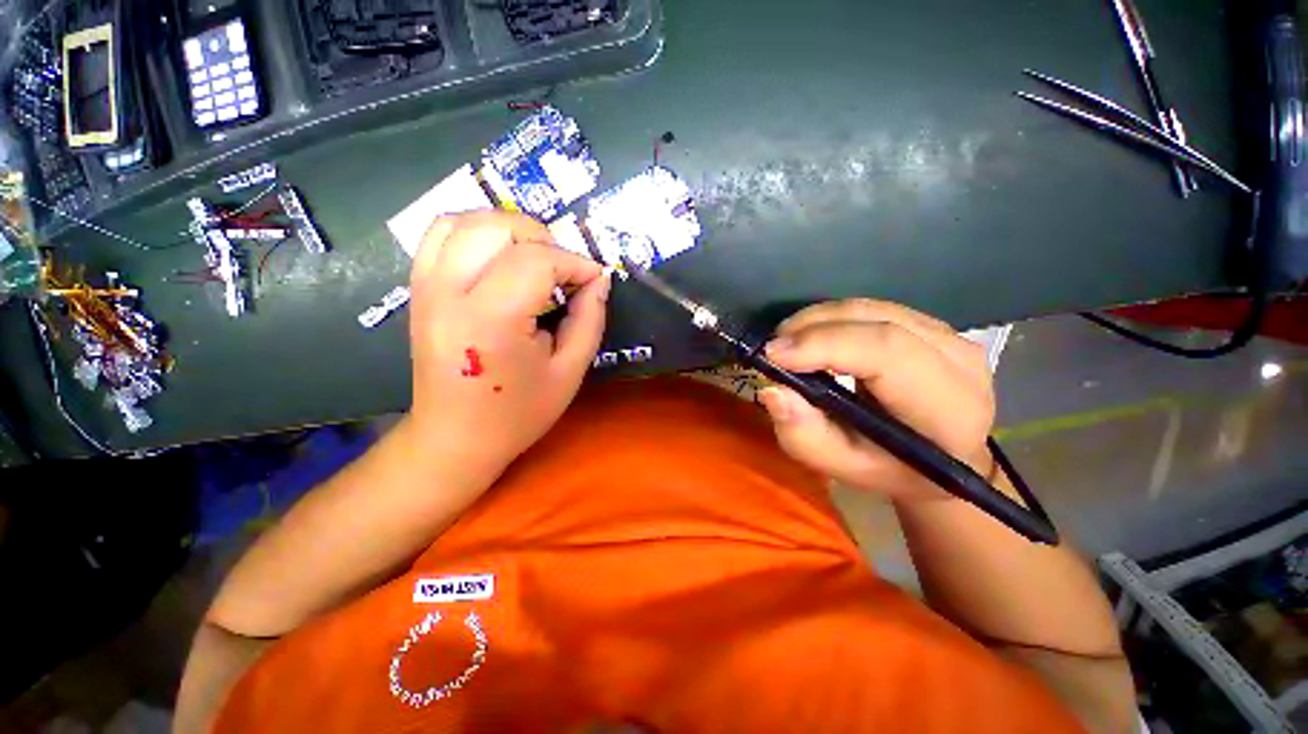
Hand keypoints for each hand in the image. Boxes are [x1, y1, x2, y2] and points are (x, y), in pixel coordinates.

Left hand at [406, 211, 610, 476]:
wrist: (455, 437)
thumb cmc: (519, 412)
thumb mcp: (570, 371)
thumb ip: (589, 318)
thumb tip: (599, 279)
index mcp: (492, 320)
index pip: (538, 261)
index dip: (575, 263)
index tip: (594, 279)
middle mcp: (450, 293)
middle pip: (498, 228)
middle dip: (543, 239)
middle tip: (564, 271)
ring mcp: (427, 287)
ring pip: (466, 221)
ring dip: (510, 230)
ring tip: (534, 259)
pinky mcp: (419, 289)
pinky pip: (440, 235)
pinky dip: (475, 232)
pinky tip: (499, 257)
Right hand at [757, 300, 994, 500]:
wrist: (940, 457)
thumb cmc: (891, 469)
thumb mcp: (843, 467)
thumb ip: (805, 437)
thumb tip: (772, 390)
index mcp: (948, 408)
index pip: (887, 353)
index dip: (824, 345)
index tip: (773, 355)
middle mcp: (960, 360)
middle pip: (876, 320)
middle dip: (812, 327)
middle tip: (772, 348)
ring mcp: (950, 334)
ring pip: (870, 308)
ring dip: (818, 319)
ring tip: (786, 343)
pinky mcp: (932, 324)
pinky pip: (872, 309)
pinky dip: (832, 318)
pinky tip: (812, 337)